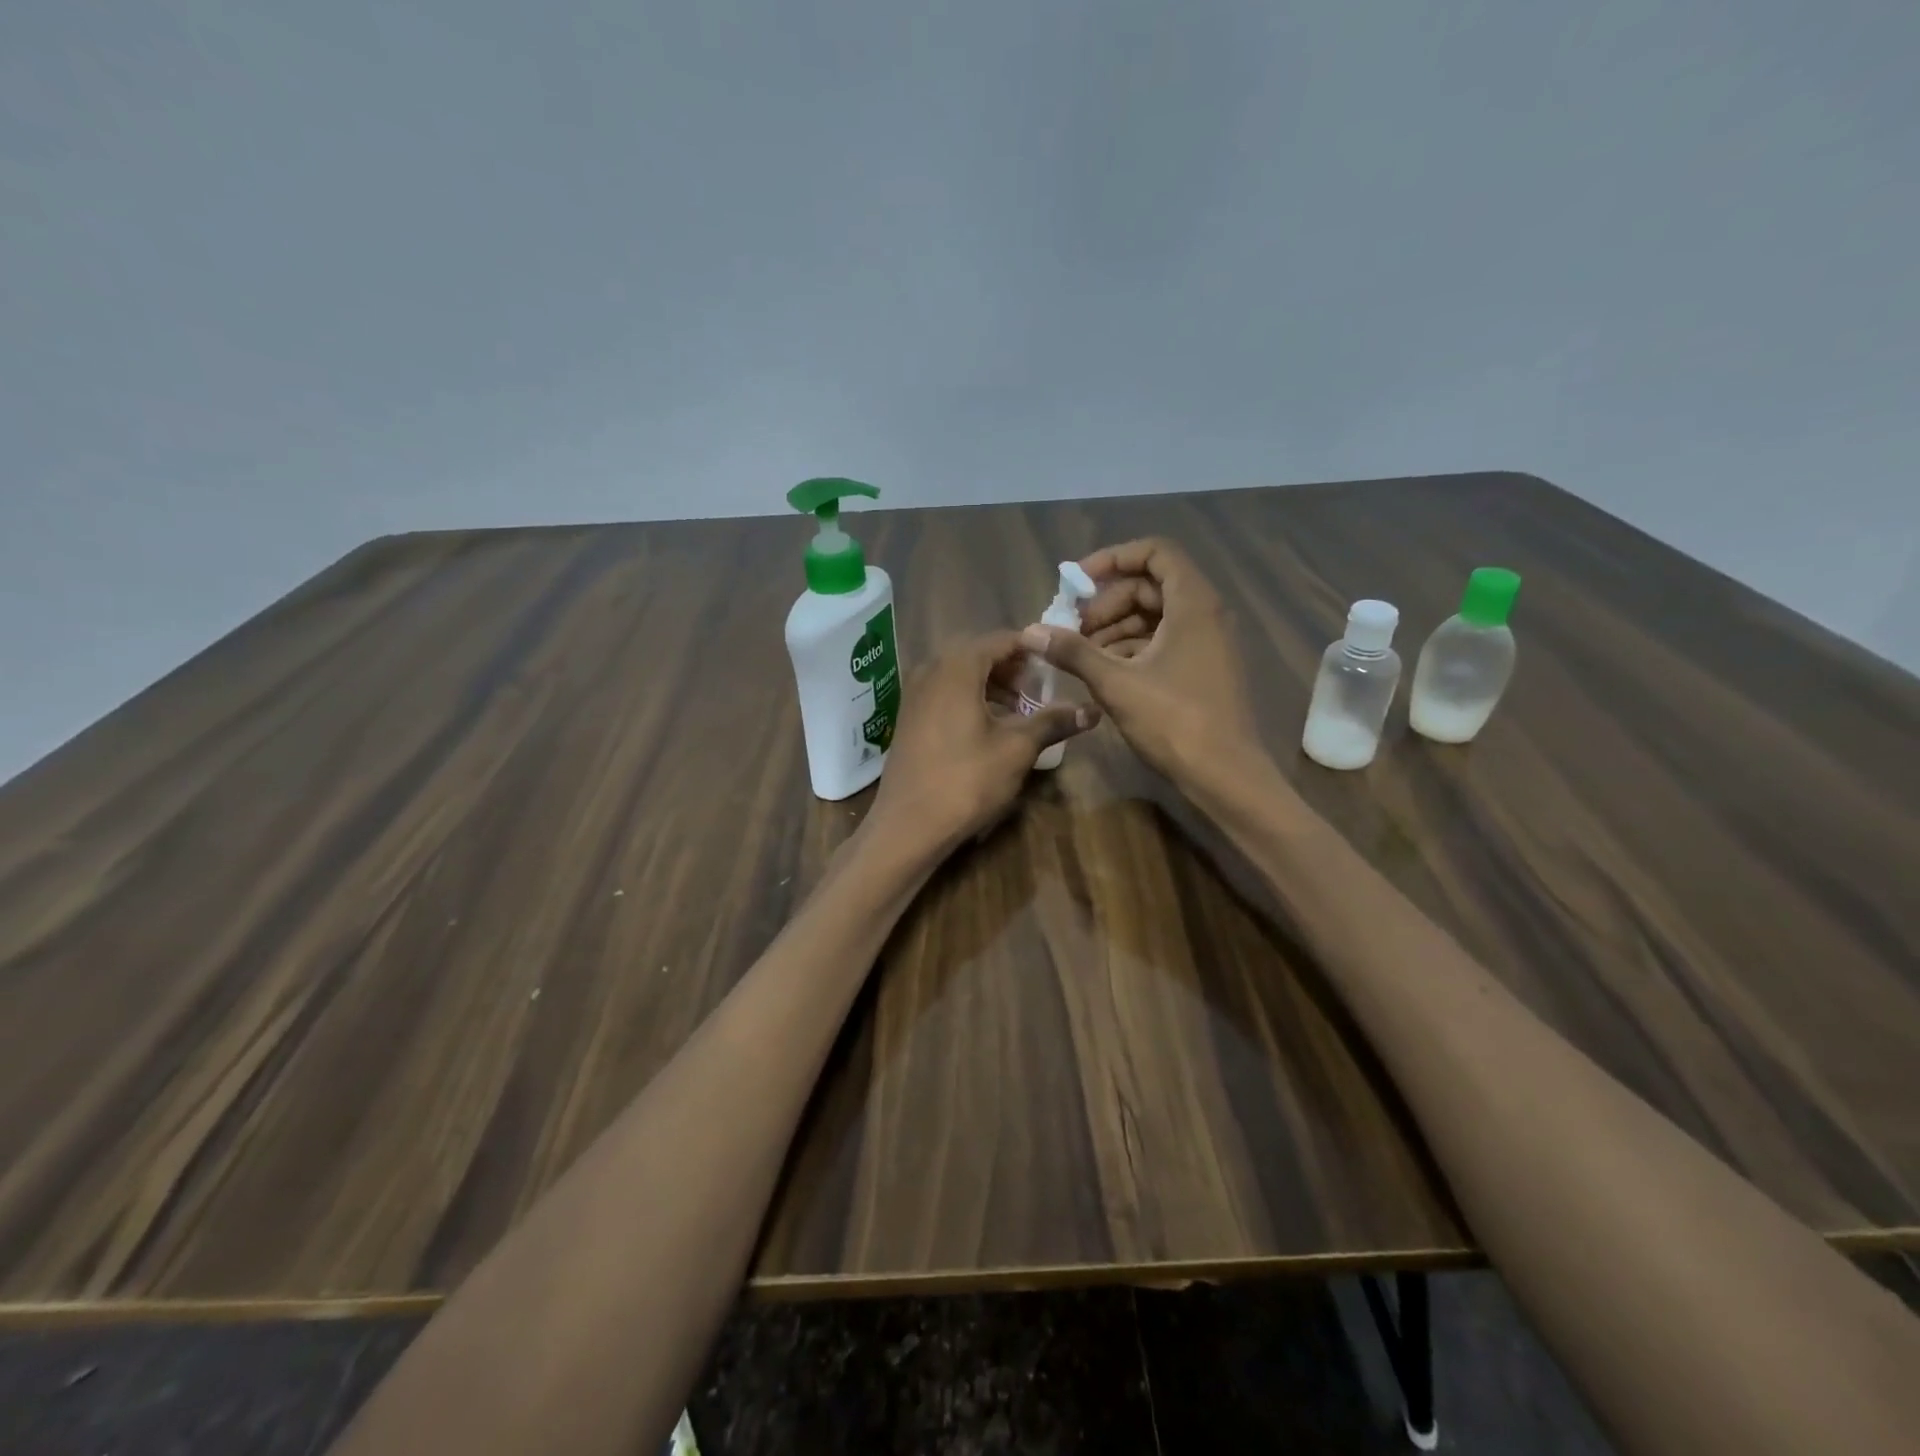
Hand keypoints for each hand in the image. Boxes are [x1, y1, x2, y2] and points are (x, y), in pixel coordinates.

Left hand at [867, 631, 1100, 854]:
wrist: (908, 824)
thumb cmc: (966, 780)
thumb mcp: (1017, 749)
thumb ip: (1053, 722)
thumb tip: (1093, 710)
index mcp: (957, 666)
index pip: (1001, 639)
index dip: (1033, 649)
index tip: (1058, 664)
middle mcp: (930, 669)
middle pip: (979, 653)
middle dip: (1013, 668)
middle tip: (1041, 690)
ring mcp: (914, 693)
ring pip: (960, 674)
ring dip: (992, 684)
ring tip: (1020, 710)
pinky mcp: (908, 716)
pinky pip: (944, 692)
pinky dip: (970, 698)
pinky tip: (989, 726)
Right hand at [1022, 538, 1259, 791]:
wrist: (1226, 776)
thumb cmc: (1174, 721)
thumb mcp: (1116, 683)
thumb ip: (1073, 652)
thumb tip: (1031, 631)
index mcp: (1193, 604)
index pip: (1155, 552)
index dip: (1113, 559)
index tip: (1078, 582)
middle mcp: (1206, 614)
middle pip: (1150, 586)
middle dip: (1107, 602)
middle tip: (1073, 628)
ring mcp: (1208, 643)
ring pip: (1155, 617)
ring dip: (1115, 628)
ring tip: (1081, 655)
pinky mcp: (1204, 668)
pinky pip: (1164, 641)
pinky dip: (1133, 648)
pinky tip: (1105, 672)